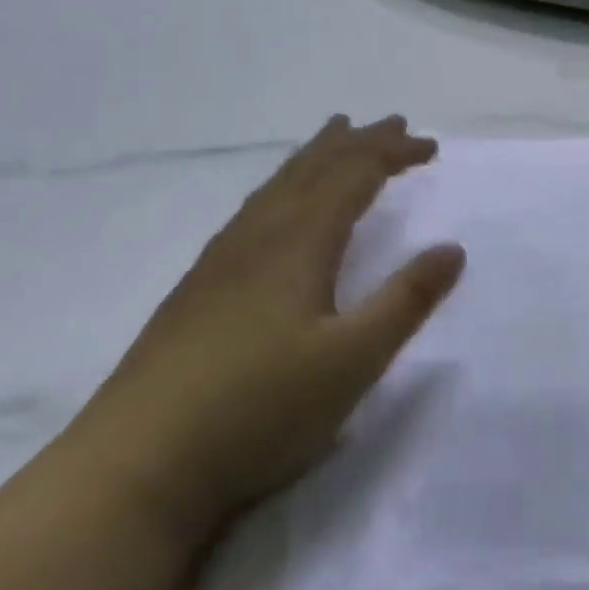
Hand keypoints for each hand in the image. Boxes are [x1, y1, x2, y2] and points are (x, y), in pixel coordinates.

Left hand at [65, 116, 464, 538]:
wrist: (135, 466)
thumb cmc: (257, 409)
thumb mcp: (352, 362)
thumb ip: (405, 301)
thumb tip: (453, 248)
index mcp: (300, 240)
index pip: (356, 174)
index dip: (395, 153)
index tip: (430, 147)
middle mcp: (262, 233)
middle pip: (316, 167)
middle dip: (360, 141)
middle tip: (392, 123)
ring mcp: (223, 257)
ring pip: (280, 183)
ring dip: (318, 154)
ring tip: (336, 135)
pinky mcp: (199, 284)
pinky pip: (255, 206)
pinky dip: (284, 183)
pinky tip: (276, 204)